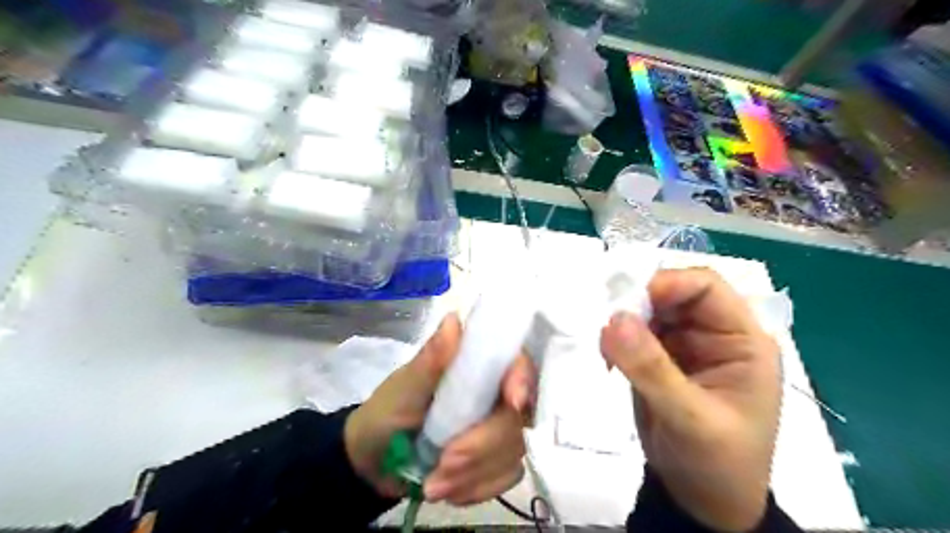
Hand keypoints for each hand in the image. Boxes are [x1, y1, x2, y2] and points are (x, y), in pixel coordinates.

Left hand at [343, 315, 537, 505]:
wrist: (374, 461)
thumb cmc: (388, 413)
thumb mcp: (405, 387)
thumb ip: (431, 360)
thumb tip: (453, 320)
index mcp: (476, 368)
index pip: (517, 364)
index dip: (521, 380)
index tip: (512, 402)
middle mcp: (495, 394)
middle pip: (516, 418)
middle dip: (481, 447)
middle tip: (442, 465)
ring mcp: (499, 429)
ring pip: (513, 452)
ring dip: (472, 474)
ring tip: (433, 483)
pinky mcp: (496, 460)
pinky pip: (506, 477)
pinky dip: (475, 489)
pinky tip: (447, 488)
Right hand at [600, 269, 778, 529]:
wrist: (702, 503)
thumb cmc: (717, 464)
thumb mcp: (689, 418)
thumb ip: (652, 368)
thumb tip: (614, 319)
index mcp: (742, 341)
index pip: (706, 287)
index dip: (668, 284)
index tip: (628, 303)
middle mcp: (715, 335)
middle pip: (673, 294)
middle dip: (639, 303)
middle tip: (607, 323)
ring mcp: (686, 346)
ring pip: (649, 311)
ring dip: (624, 322)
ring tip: (604, 345)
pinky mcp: (661, 359)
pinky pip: (635, 334)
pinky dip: (618, 339)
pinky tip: (607, 357)